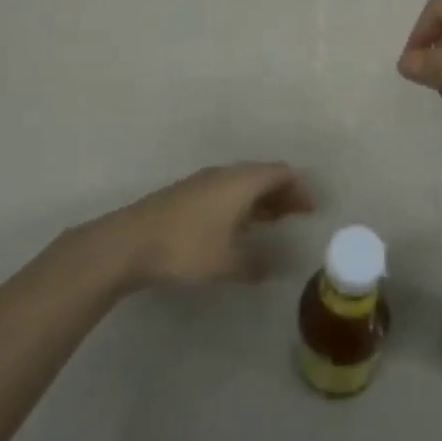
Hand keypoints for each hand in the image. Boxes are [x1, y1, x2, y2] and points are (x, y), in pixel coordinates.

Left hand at [93, 163, 315, 287]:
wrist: (130, 241)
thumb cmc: (186, 247)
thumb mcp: (226, 263)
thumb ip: (254, 265)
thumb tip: (272, 267)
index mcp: (241, 182)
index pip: (280, 173)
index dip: (300, 188)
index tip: (312, 209)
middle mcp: (225, 175)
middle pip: (263, 174)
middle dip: (283, 192)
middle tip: (297, 215)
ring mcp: (204, 182)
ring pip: (243, 183)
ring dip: (261, 199)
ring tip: (273, 221)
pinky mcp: (187, 194)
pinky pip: (226, 191)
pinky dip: (242, 203)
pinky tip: (238, 227)